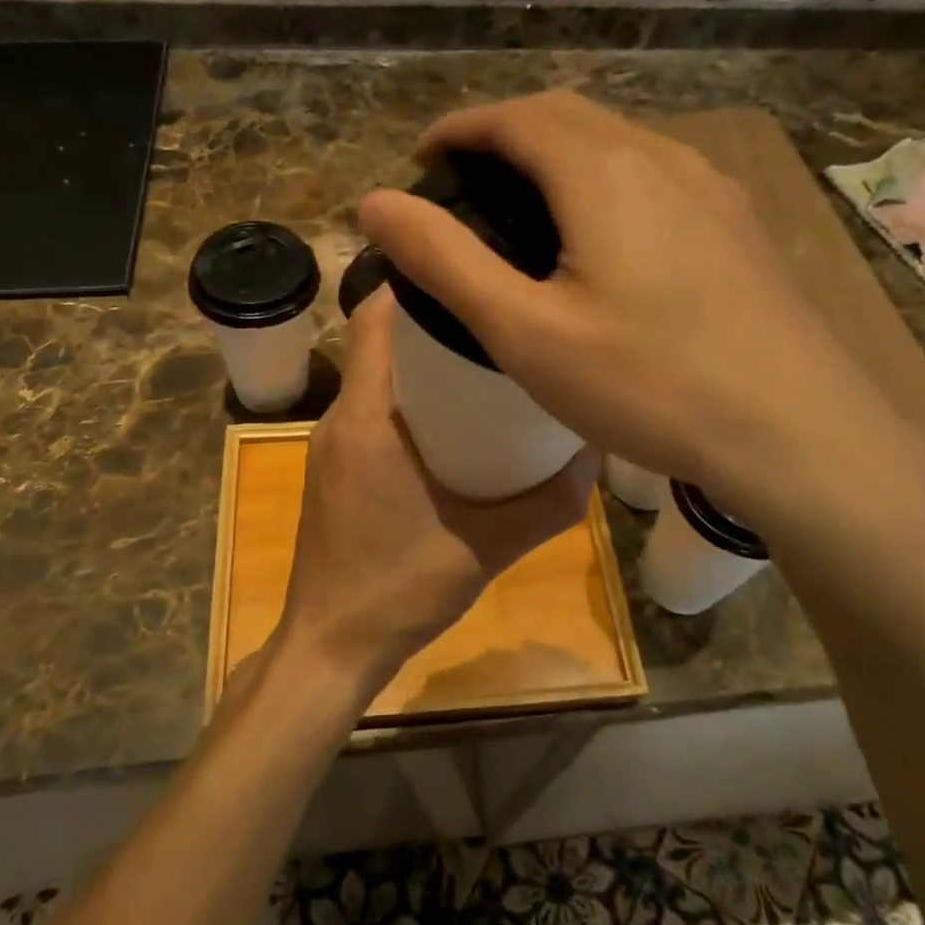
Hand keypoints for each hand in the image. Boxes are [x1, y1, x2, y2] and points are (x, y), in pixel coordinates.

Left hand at [276, 290, 596, 703]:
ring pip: (375, 378)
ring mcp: (330, 446)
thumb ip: (549, 503)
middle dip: (432, 324)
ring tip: (484, 364)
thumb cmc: (400, 589)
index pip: (374, 318)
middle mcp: (340, 419)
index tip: (470, 276)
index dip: (416, 284)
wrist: (331, 647)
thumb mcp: (488, 546)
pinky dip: (407, 400)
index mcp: (367, 418)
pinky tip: (453, 425)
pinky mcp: (333, 470)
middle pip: (380, 342)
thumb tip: (594, 455)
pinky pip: (370, 411)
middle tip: (496, 321)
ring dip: (421, 364)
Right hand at [358, 89, 914, 507]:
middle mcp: (661, 157)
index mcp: (603, 171)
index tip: (424, 157)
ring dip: (559, 154)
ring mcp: (711, 188)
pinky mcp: (737, 225)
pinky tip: (604, 236)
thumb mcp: (526, 331)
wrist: (798, 431)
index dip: (460, 127)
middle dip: (506, 134)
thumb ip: (445, 261)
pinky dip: (605, 181)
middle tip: (464, 181)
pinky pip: (655, 176)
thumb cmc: (649, 384)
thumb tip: (375, 203)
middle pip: (568, 117)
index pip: (515, 116)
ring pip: (617, 143)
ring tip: (524, 204)